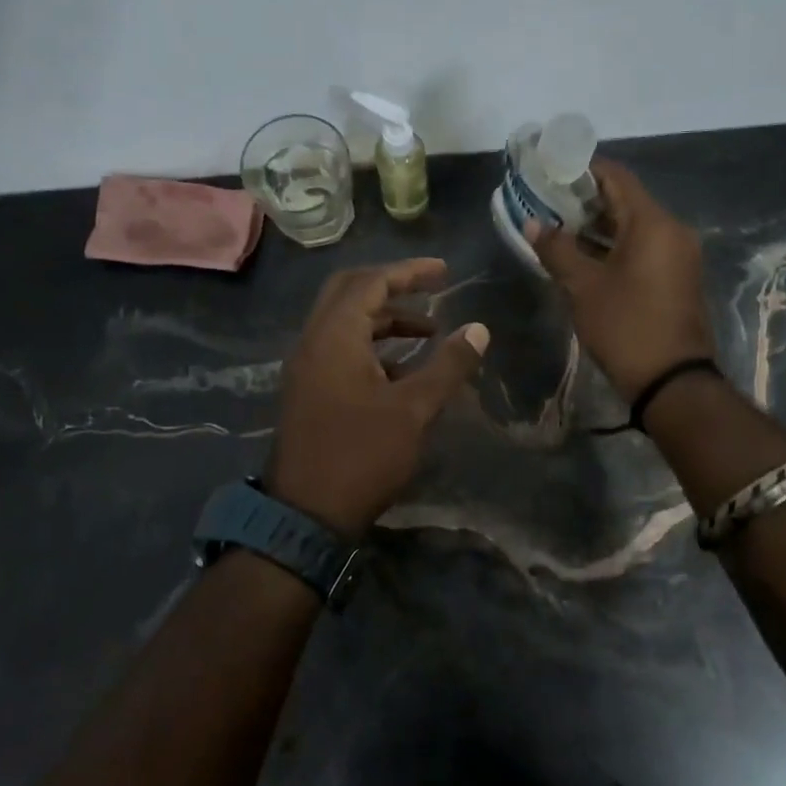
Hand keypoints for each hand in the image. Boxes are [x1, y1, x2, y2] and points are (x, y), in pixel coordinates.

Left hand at [266, 258, 489, 537]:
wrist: (305, 514)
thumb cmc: (362, 455)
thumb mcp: (414, 409)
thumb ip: (447, 365)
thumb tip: (479, 329)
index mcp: (334, 336)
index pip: (370, 282)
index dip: (409, 272)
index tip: (444, 271)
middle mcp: (313, 341)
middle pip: (350, 292)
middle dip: (392, 286)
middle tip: (430, 290)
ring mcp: (306, 367)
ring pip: (344, 322)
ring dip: (384, 319)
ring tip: (428, 333)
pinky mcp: (308, 390)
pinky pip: (339, 348)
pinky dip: (371, 345)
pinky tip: (403, 370)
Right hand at [529, 159, 714, 400]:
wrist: (672, 381)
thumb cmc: (626, 326)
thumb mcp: (583, 287)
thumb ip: (557, 250)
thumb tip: (532, 223)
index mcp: (653, 223)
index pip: (616, 176)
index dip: (581, 169)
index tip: (550, 171)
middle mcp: (672, 230)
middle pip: (625, 199)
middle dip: (584, 198)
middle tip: (546, 201)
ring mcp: (678, 254)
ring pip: (633, 225)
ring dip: (597, 224)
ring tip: (556, 227)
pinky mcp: (676, 276)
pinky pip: (642, 246)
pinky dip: (613, 244)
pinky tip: (582, 254)